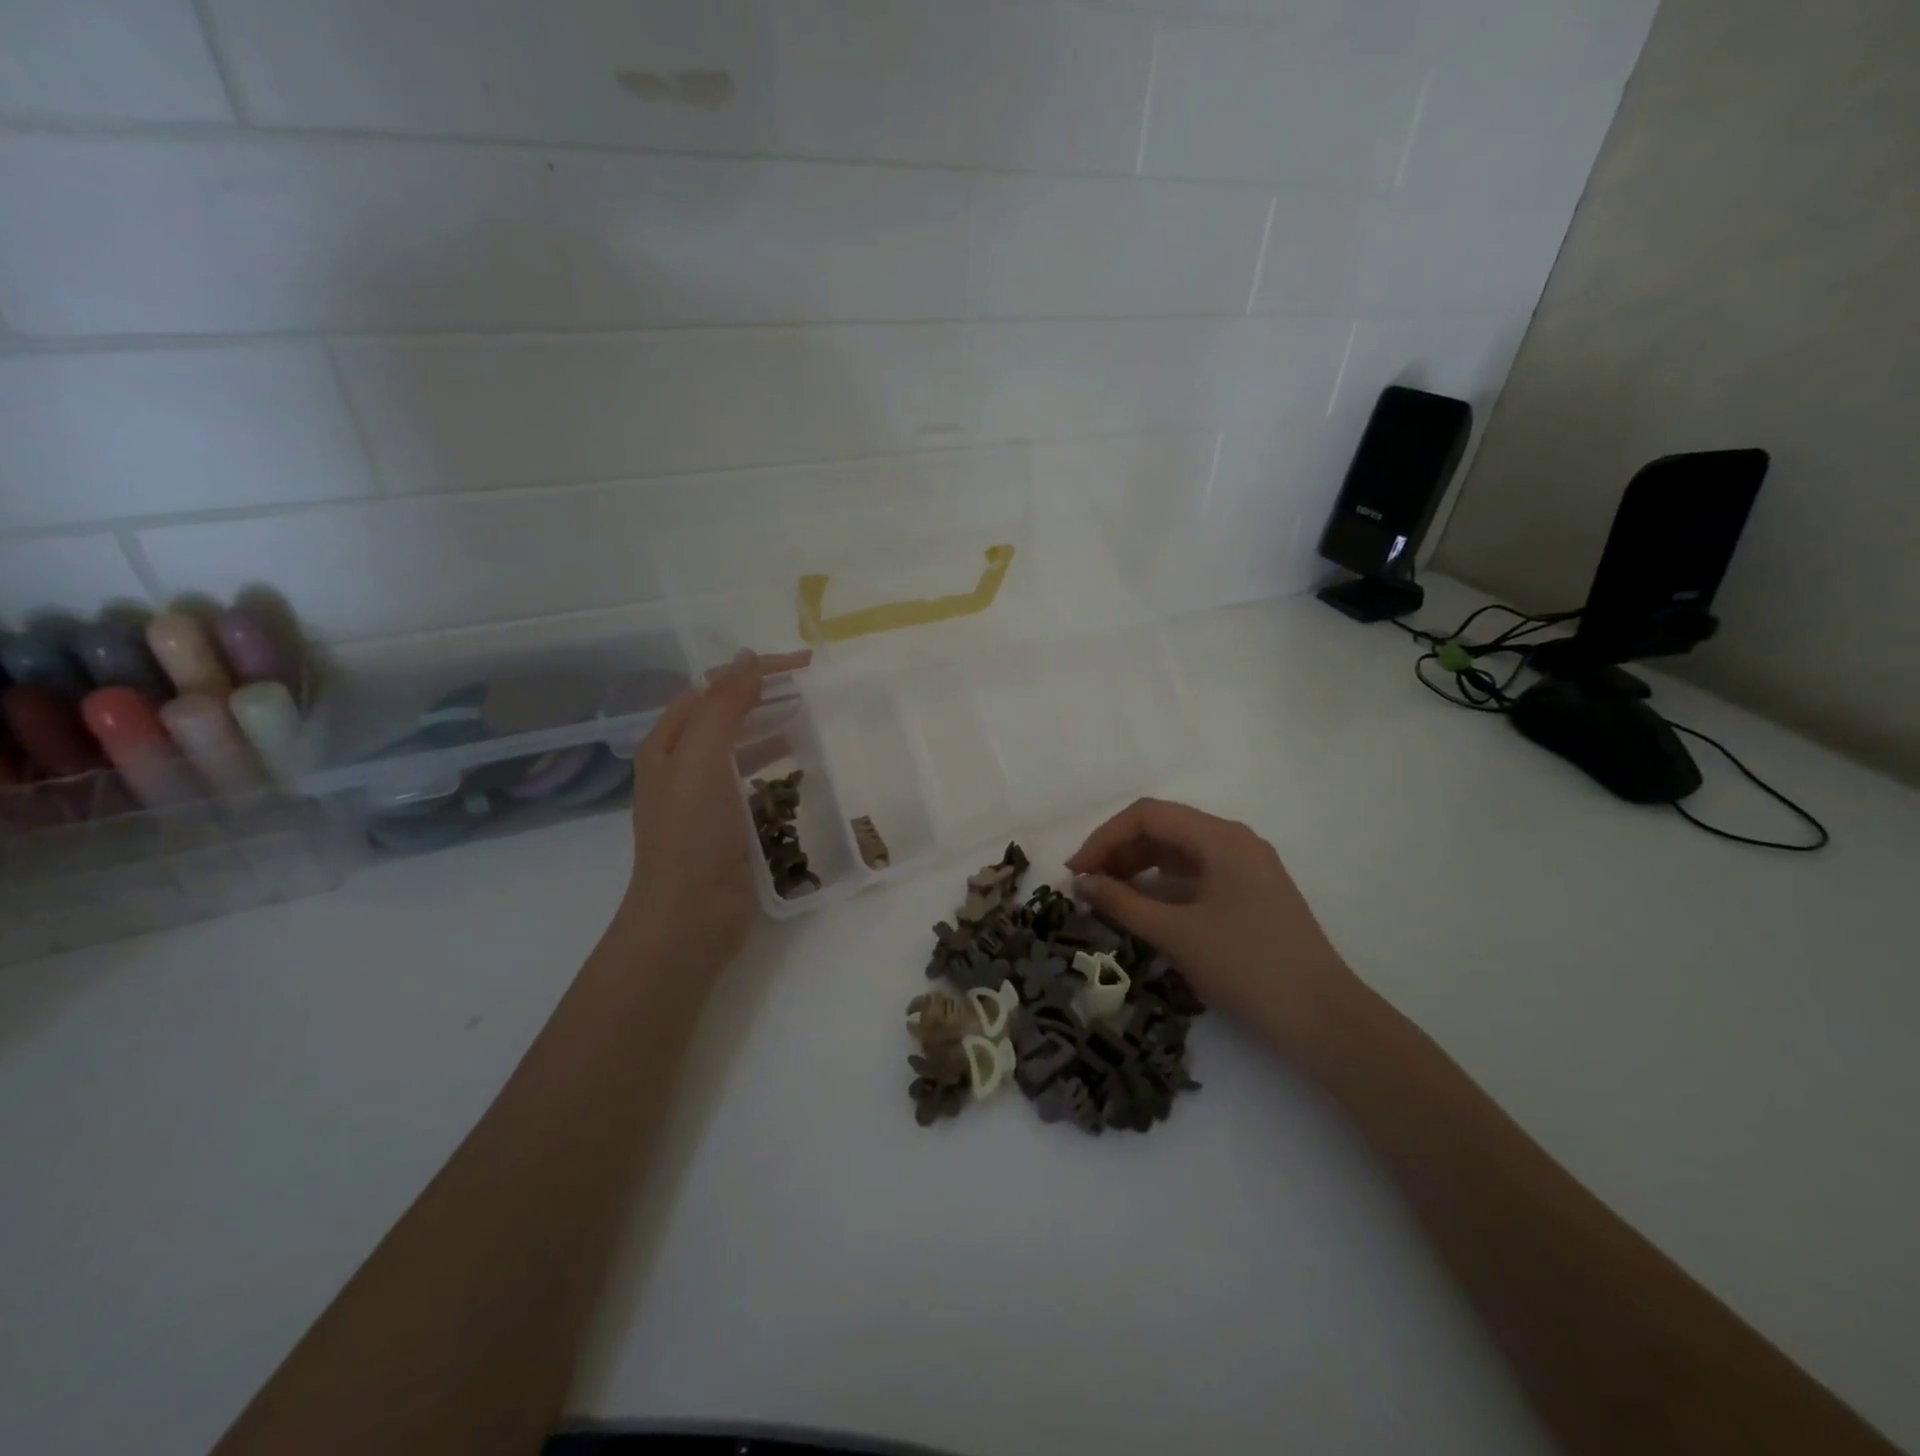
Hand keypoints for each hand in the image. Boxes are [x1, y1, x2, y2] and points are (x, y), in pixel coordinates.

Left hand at [619, 652, 806, 974]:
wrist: (689, 916)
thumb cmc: (692, 833)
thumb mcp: (701, 759)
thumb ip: (724, 706)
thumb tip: (748, 660)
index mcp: (666, 744)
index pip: (711, 689)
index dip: (753, 670)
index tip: (802, 665)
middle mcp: (680, 766)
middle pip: (723, 714)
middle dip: (763, 694)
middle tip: (810, 685)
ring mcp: (703, 798)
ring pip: (739, 747)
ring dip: (769, 726)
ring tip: (808, 717)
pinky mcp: (727, 825)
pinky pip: (751, 781)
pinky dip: (774, 766)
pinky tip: (798, 767)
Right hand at [1066, 798, 1358, 1059]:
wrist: (1322, 1019)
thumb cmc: (1246, 966)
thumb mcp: (1176, 934)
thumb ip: (1122, 903)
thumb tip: (1081, 883)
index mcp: (1221, 838)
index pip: (1148, 815)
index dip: (1105, 837)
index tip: (1076, 872)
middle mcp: (1235, 842)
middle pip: (1164, 828)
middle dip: (1119, 851)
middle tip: (1086, 884)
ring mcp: (1246, 868)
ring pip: (1179, 852)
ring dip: (1139, 867)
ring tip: (1106, 895)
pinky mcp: (1250, 894)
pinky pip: (1196, 874)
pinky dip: (1163, 884)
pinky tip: (1143, 906)